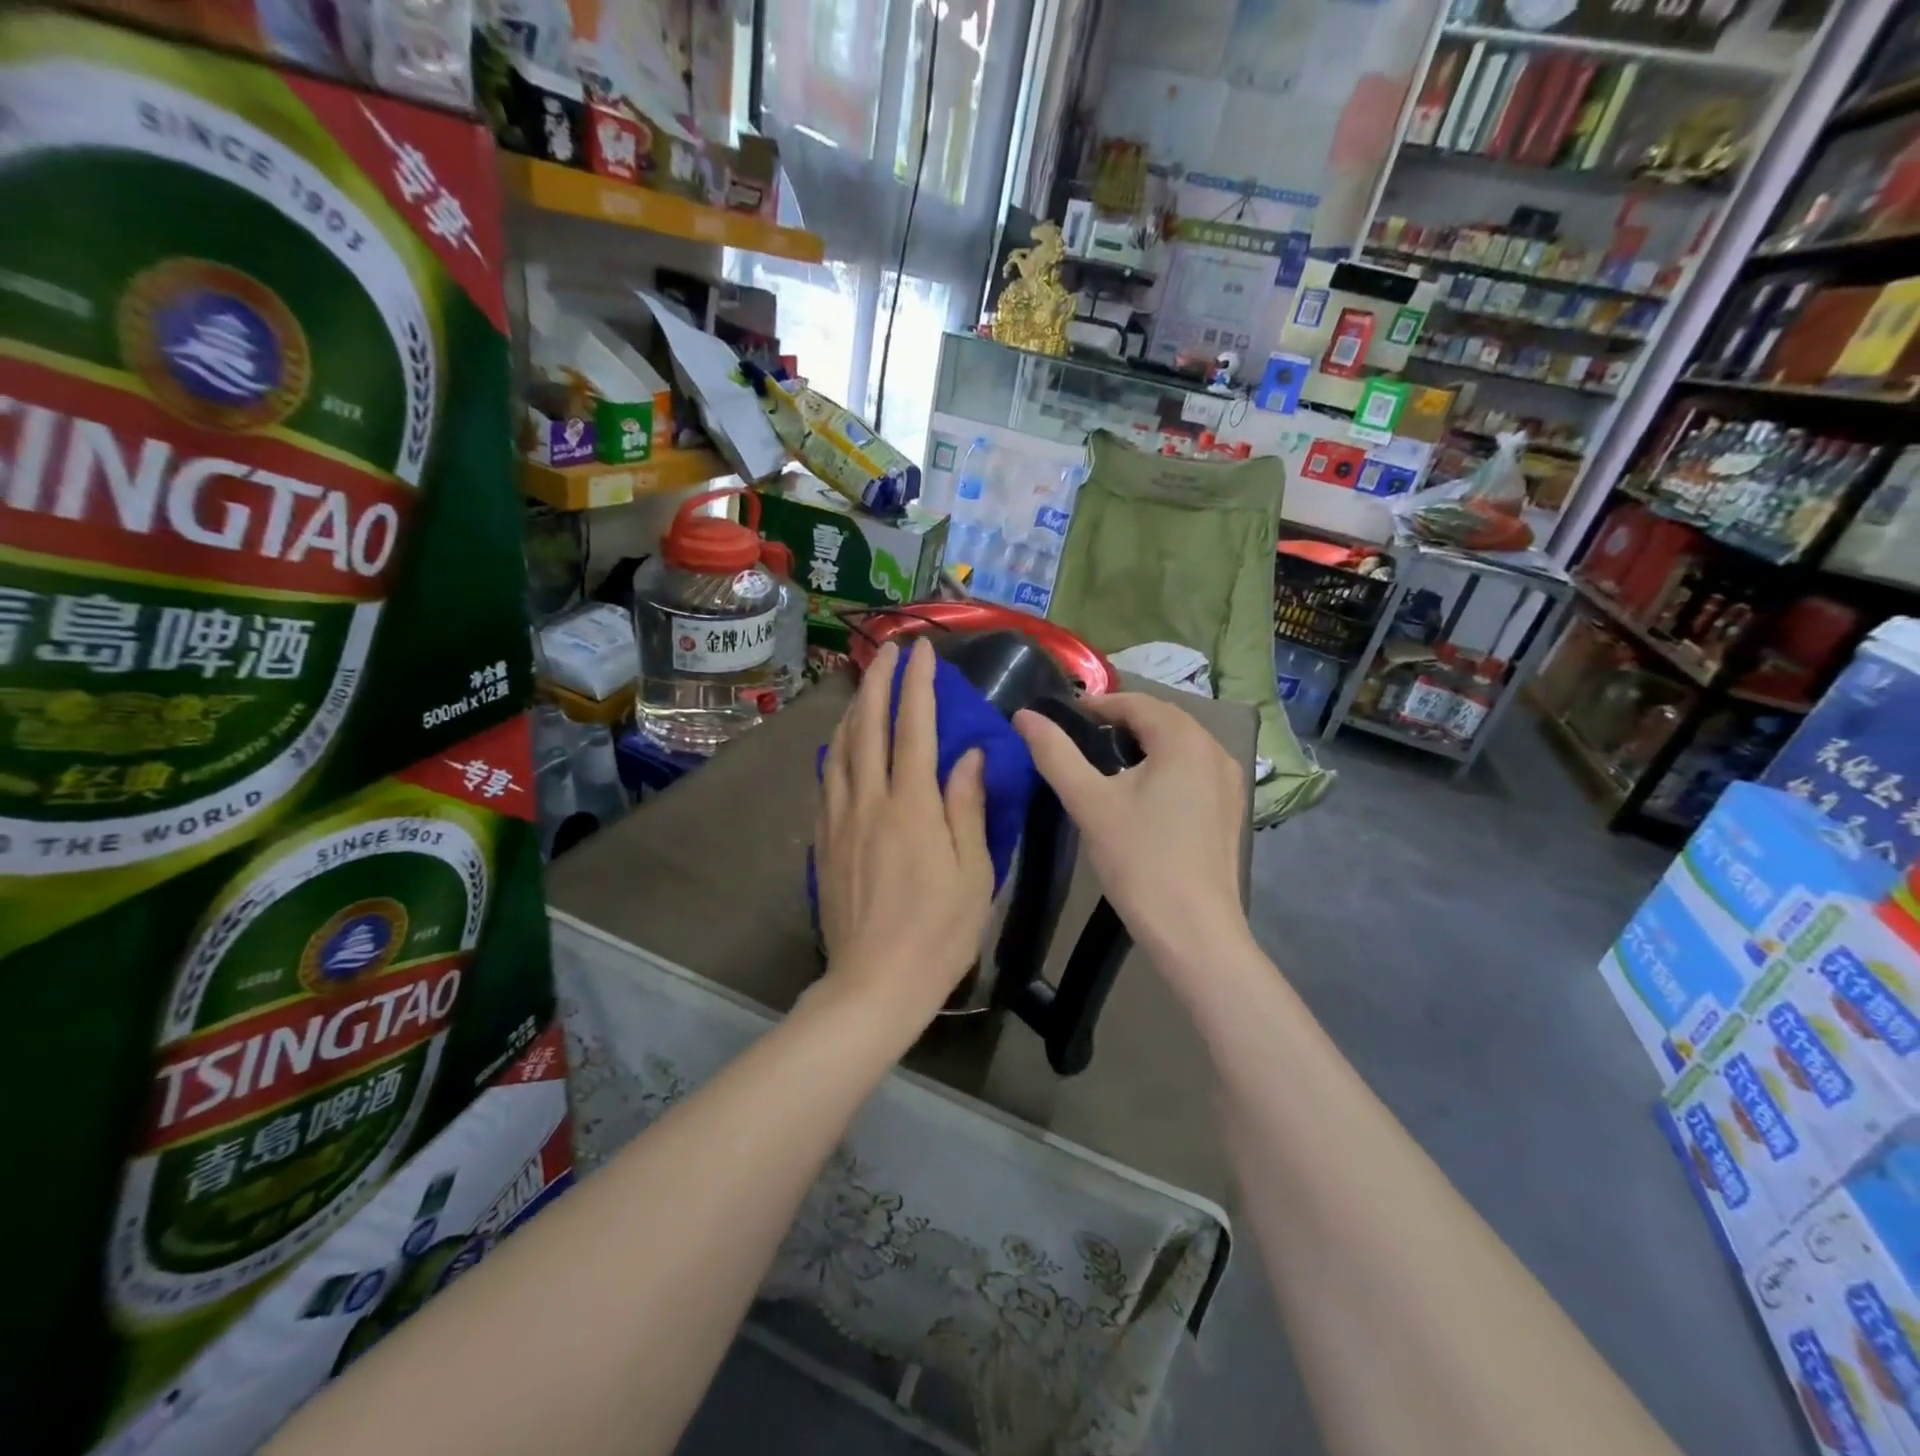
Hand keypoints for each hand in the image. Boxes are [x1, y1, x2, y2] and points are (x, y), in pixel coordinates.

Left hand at [815, 638, 994, 1029]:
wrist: (874, 983)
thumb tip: (970, 755)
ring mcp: (840, 820)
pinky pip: (827, 780)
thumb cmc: (938, 932)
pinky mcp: (823, 842)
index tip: (922, 651)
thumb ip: (967, 807)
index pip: (914, 728)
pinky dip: (837, 750)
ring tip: (864, 686)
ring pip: (841, 749)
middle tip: (888, 651)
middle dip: (879, 683)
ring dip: (854, 710)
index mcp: (911, 806)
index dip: (918, 684)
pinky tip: (841, 746)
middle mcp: (869, 801)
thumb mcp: (973, 872)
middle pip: (869, 727)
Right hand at [1013, 693, 1246, 963]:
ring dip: (1143, 746)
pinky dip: (1164, 770)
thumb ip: (1054, 753)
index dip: (1096, 706)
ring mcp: (1229, 782)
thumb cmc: (1139, 860)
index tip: (1062, 722)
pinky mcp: (1230, 810)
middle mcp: (1215, 750)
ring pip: (1179, 746)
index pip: (1135, 702)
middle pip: (1161, 721)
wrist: (1193, 930)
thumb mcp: (1088, 802)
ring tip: (1105, 770)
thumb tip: (1024, 715)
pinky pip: (1193, 771)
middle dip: (1119, 724)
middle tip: (1079, 745)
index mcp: (1184, 739)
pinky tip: (1141, 799)